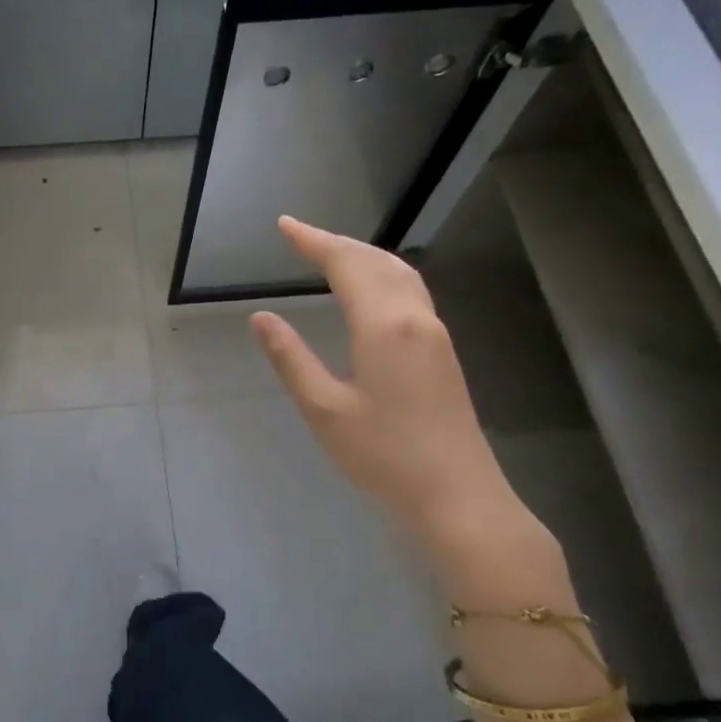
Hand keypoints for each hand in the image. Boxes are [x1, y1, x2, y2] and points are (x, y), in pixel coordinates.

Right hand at [249, 217, 523, 544]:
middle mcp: (415, 317)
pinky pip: (410, 292)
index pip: (346, 265)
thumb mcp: (324, 409)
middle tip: (300, 236)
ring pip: (399, 274)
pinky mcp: (443, 352)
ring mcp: (435, 333)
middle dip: (336, 243)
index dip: (313, 241)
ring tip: (330, 253)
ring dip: (363, 256)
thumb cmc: (384, 455)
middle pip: (376, 261)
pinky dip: (381, 275)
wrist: (458, 495)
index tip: (284, 225)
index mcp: (384, 325)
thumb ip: (291, 358)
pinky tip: (370, 290)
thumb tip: (262, 317)